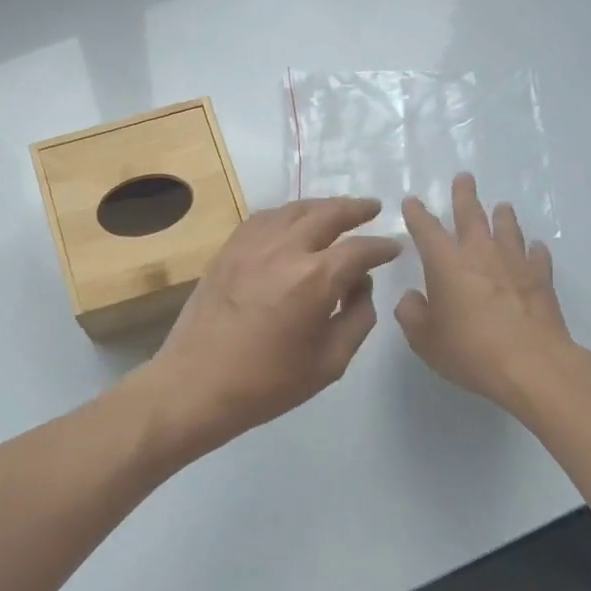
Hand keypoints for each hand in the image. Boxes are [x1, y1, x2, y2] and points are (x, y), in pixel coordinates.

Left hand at [144, 198, 402, 447]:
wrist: (196, 384)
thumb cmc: (267, 384)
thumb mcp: (330, 363)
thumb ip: (358, 319)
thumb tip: (361, 286)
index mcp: (315, 279)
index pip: (360, 250)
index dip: (382, 247)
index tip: (394, 248)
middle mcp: (285, 250)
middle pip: (327, 214)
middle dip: (356, 209)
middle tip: (373, 208)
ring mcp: (251, 246)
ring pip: (293, 210)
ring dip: (321, 207)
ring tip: (336, 211)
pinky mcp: (227, 251)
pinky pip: (262, 219)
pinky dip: (285, 215)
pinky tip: (291, 222)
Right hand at [395, 173, 574, 406]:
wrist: (531, 364)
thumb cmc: (469, 350)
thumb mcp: (424, 338)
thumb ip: (412, 313)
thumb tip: (413, 298)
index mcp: (445, 263)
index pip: (426, 229)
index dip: (417, 213)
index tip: (412, 200)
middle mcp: (480, 254)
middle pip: (471, 215)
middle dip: (464, 195)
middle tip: (464, 177)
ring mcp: (515, 264)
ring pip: (507, 229)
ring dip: (502, 216)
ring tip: (502, 207)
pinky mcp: (541, 280)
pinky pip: (537, 257)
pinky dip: (533, 250)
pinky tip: (535, 248)